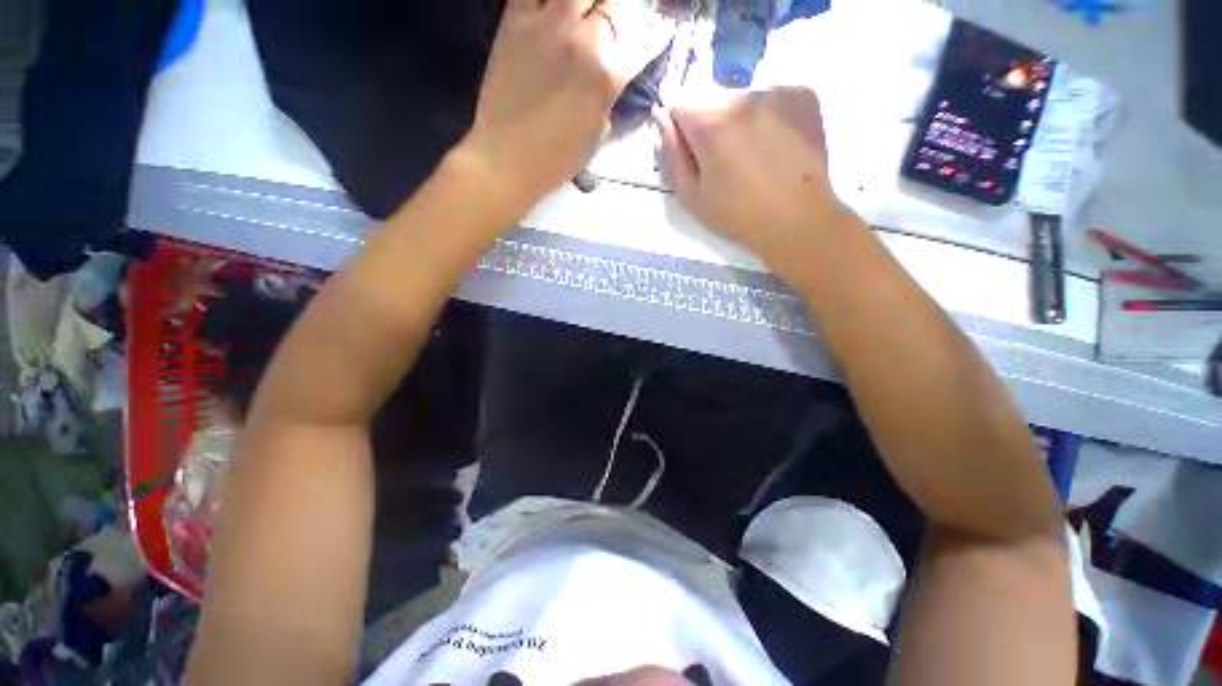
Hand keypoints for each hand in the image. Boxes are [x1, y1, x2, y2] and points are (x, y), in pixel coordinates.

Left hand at [461, 0, 672, 213]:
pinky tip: (551, 9)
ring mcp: (548, 25)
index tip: (660, 33)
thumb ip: (608, 98)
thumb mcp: (597, 134)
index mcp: (608, 76)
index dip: (655, 37)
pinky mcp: (514, 20)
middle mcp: (584, 40)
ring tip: (584, 15)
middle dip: (619, 13)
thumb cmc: (557, 159)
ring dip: (588, 2)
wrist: (508, 158)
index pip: (643, 44)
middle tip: (614, 23)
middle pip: (613, 4)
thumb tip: (610, 80)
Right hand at [657, 87, 861, 275]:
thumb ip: (671, 154)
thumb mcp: (691, 196)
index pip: (677, 100)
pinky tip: (776, 145)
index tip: (689, 150)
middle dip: (709, 122)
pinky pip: (772, 97)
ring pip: (742, 96)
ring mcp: (778, 90)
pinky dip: (768, 115)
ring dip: (739, 118)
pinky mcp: (804, 94)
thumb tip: (661, 118)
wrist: (797, 220)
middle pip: (711, 97)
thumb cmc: (737, 215)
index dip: (677, 126)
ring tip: (753, 155)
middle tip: (723, 160)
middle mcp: (743, 93)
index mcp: (711, 120)